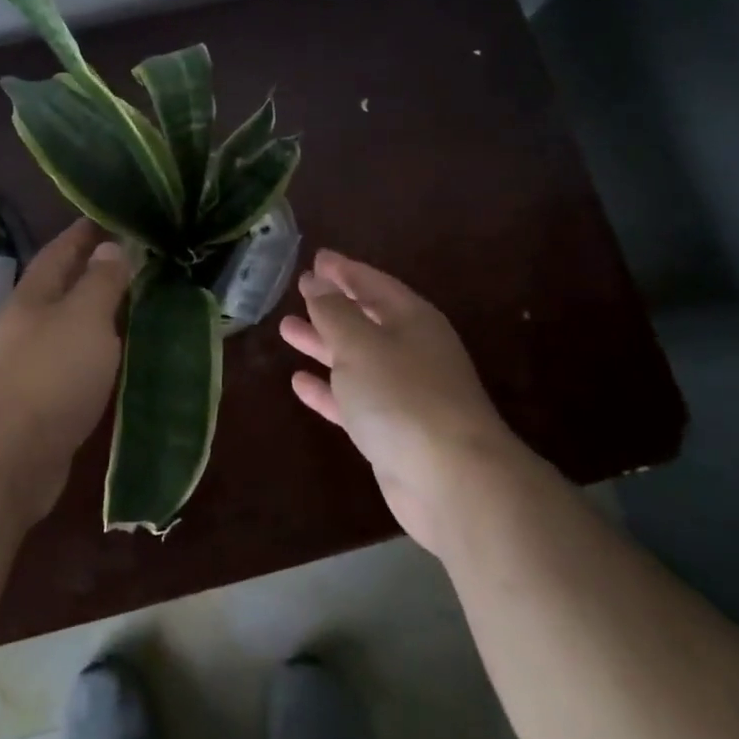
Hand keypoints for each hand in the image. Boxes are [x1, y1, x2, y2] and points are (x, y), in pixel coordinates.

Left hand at [0, 219, 131, 521]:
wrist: (5, 461)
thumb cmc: (48, 376)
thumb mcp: (84, 318)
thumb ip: (101, 281)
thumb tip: (110, 245)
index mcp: (35, 295)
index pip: (62, 248)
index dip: (87, 229)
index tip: (116, 214)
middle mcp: (29, 323)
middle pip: (65, 286)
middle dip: (97, 269)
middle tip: (142, 257)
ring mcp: (32, 364)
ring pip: (72, 325)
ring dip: (101, 312)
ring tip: (140, 301)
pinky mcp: (43, 402)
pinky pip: (77, 363)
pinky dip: (100, 352)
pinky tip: (122, 356)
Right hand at [280, 249, 520, 552]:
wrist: (452, 480)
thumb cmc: (402, 395)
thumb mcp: (359, 343)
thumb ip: (334, 311)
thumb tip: (317, 280)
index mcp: (411, 319)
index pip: (372, 283)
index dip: (343, 270)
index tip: (316, 258)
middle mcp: (410, 350)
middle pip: (364, 319)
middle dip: (331, 305)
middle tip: (298, 289)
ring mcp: (403, 392)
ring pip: (355, 359)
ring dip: (322, 344)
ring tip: (287, 329)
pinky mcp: (392, 430)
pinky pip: (352, 399)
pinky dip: (327, 390)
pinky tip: (298, 383)